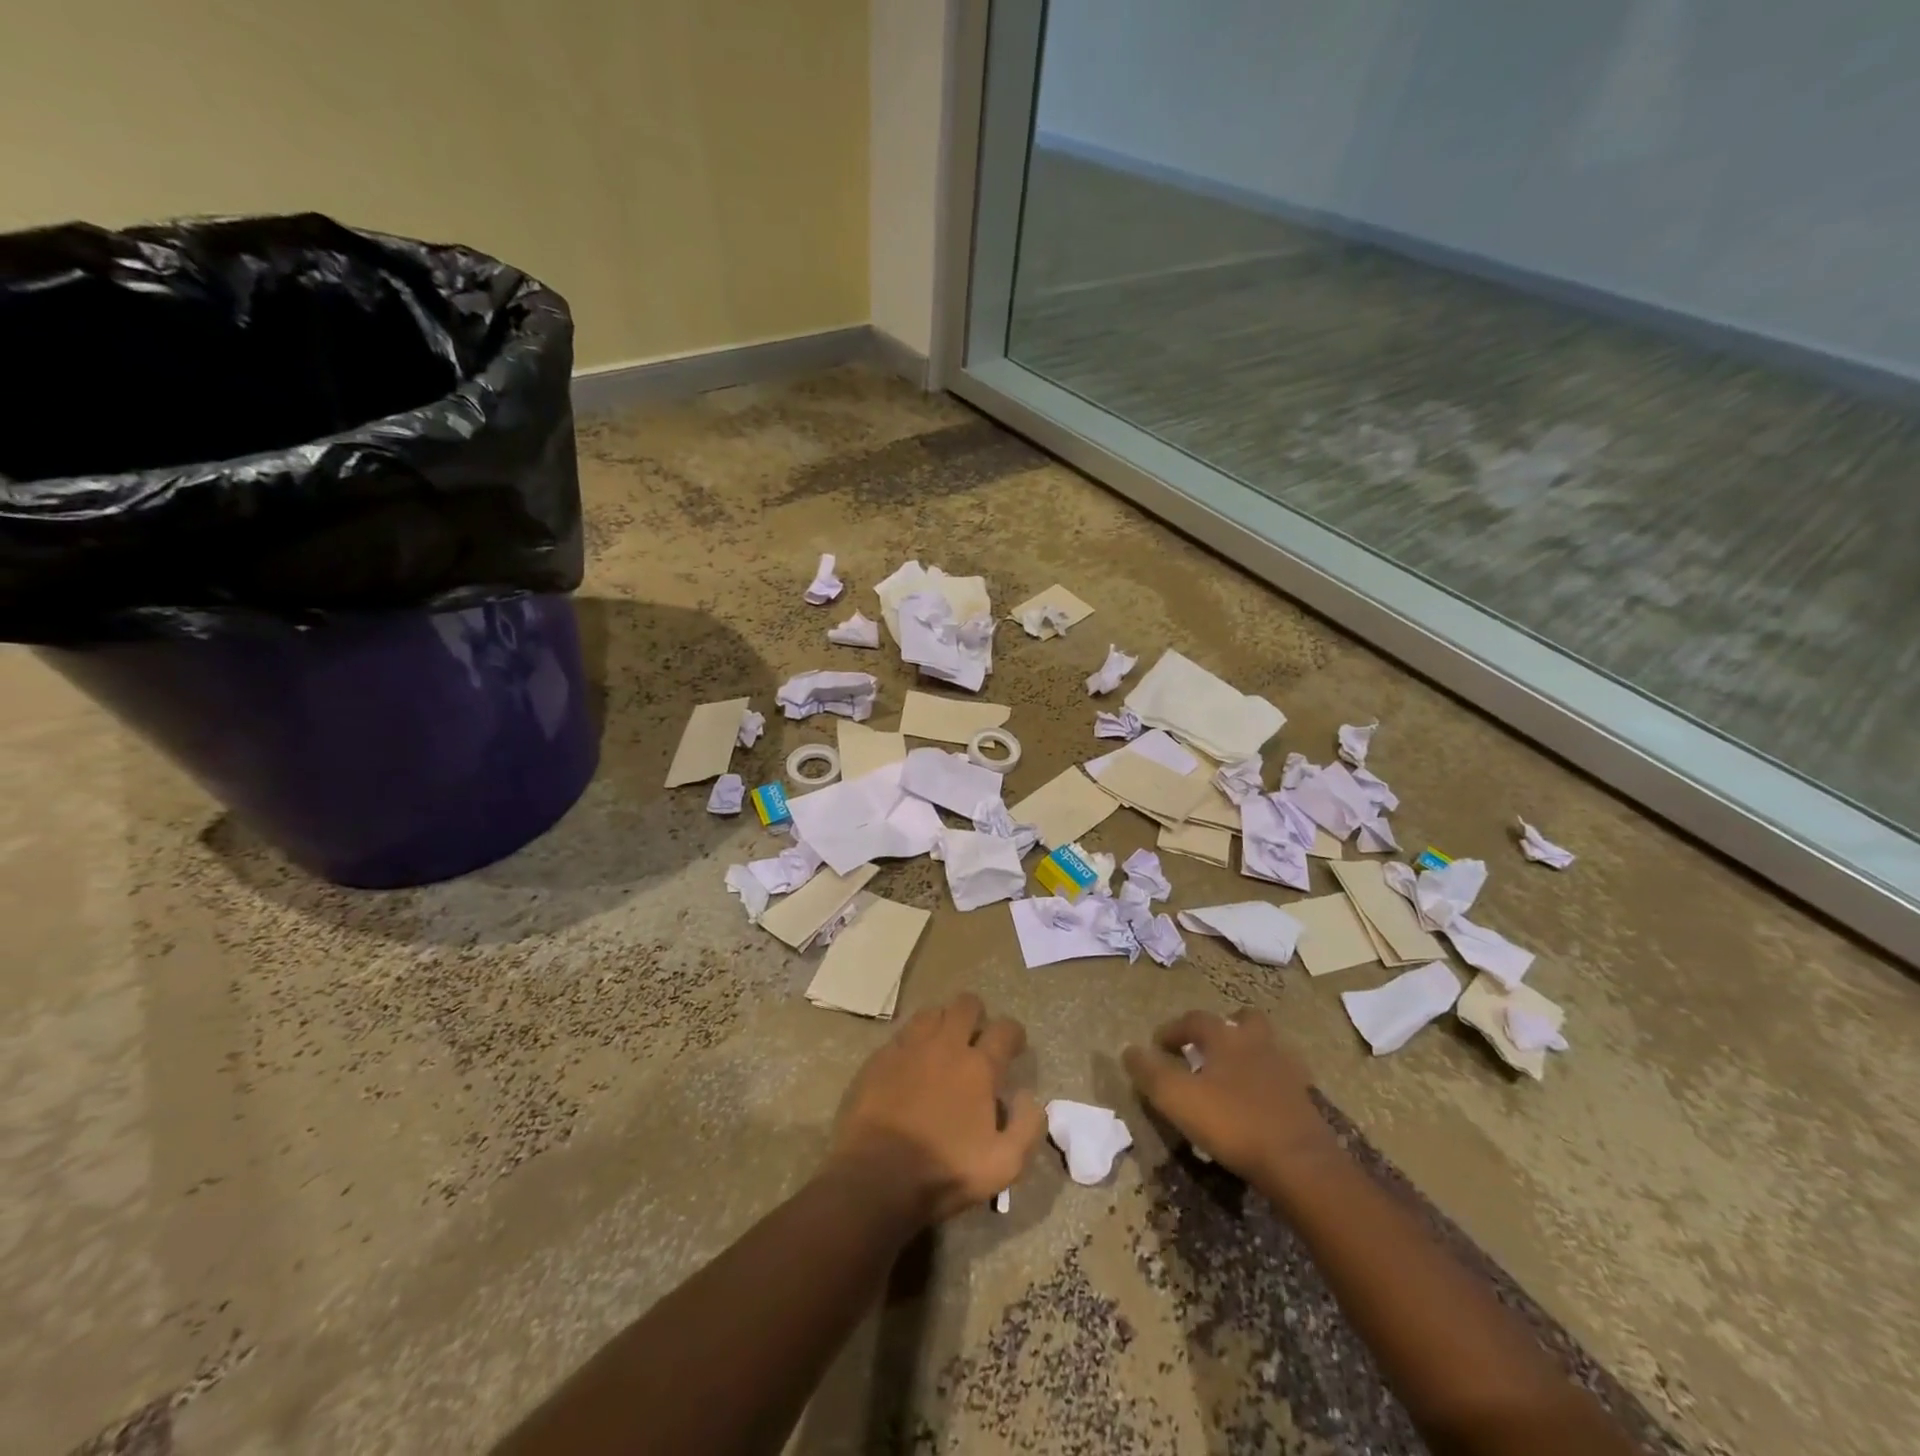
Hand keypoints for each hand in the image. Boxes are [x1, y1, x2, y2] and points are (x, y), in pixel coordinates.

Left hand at [828, 992, 1045, 1224]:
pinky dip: (912, 1042)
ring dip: (943, 1022)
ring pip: (932, 1012)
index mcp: (979, 1067)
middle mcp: (945, 1045)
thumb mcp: (1003, 1165)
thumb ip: (1027, 1126)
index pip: (1005, 1029)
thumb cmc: (944, 1172)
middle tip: (976, 1039)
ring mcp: (909, 1047)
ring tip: (943, 1045)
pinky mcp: (880, 1057)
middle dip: (977, 1015)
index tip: (1014, 1047)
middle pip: (966, 1004)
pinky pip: (902, 1034)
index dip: (1014, 1034)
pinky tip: (911, 1063)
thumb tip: (1029, 1096)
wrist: (876, 1177)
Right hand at [1123, 1007, 1337, 1183]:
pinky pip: (1281, 1077)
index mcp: (1225, 1037)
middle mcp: (1257, 1042)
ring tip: (1231, 1074)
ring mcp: (1286, 1069)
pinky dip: (1267, 1081)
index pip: (1194, 1020)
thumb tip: (1129, 1051)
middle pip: (1242, 1020)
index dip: (1172, 1030)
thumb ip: (1150, 1072)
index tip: (1157, 1046)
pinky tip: (1257, 1101)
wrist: (1300, 1163)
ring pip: (1265, 1046)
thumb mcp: (1177, 1099)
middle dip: (1222, 1029)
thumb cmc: (1233, 1123)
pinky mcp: (1304, 1098)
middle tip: (1206, 1048)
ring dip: (1247, 1052)